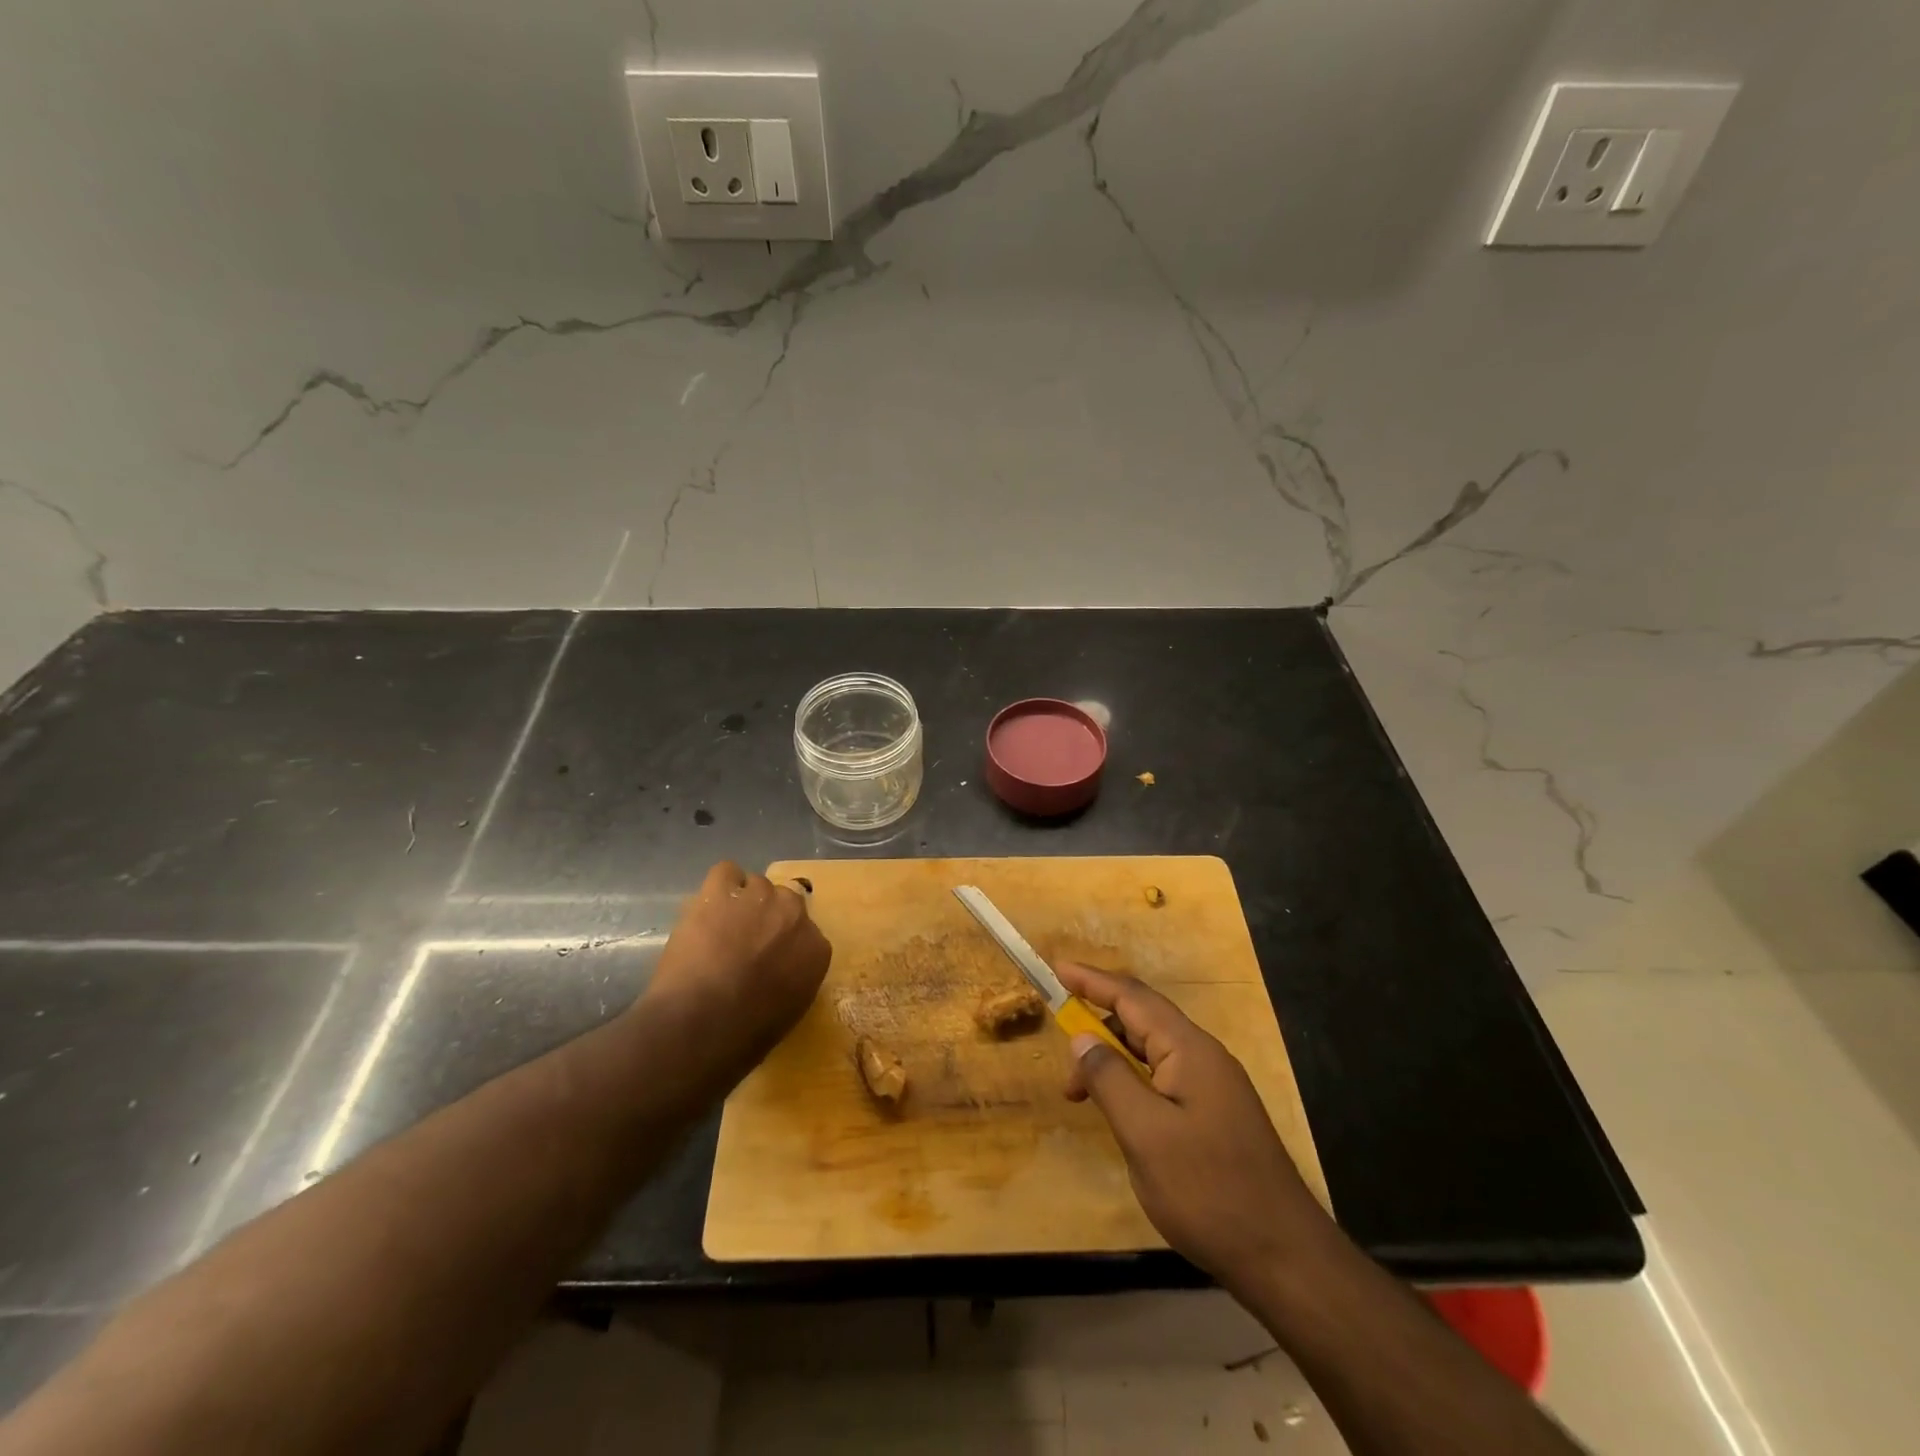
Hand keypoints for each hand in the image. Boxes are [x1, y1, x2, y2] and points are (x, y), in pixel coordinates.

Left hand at [643, 861, 831, 1074]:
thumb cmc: (744, 1034)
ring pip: (755, 885)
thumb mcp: (788, 1011)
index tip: (767, 960)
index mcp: (816, 948)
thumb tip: (778, 970)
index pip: (805, 934)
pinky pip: (726, 872)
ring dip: (741, 903)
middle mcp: (794, 914)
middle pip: (784, 901)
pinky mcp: (721, 890)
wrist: (701, 1023)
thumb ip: (793, 977)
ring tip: (718, 928)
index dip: (783, 945)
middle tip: (743, 942)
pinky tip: (707, 908)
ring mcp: (759, 897)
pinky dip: (718, 886)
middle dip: (766, 918)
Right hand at [1059, 962, 1327, 1291]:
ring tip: (1081, 1094)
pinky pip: (1164, 1077)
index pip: (1132, 997)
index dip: (1091, 981)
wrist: (1285, 1258)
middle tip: (1063, 1059)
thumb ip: (1109, 1078)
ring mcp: (1214, 1085)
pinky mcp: (1216, 1113)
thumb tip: (1083, 1037)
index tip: (1057, 970)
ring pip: (1152, 1051)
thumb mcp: (1145, 1134)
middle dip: (1097, 1027)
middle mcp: (1204, 1056)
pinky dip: (1133, 1082)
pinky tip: (1121, 1111)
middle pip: (1143, 1020)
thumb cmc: (1208, 1190)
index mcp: (1189, 1049)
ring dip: (1113, 1060)